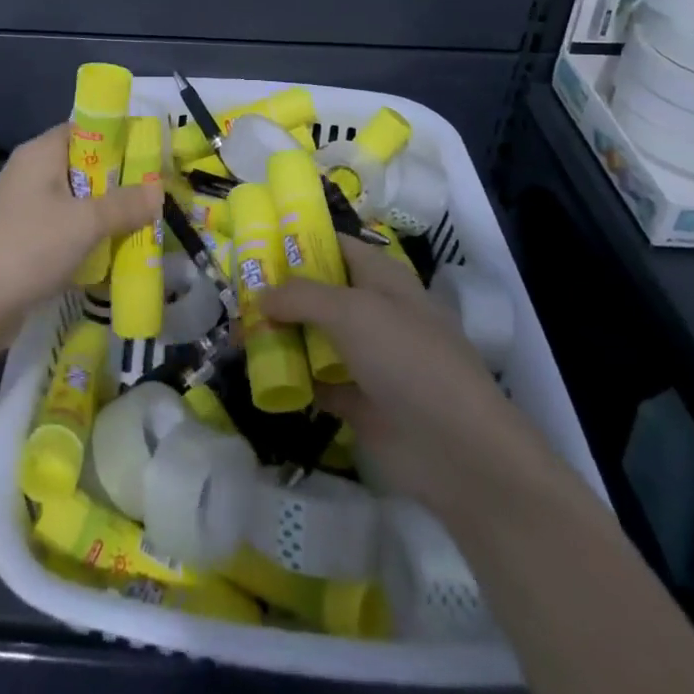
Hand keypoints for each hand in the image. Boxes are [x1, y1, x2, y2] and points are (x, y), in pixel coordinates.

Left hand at [0, 124, 161, 352]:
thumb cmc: (28, 248)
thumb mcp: (85, 223)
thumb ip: (125, 204)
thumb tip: (159, 190)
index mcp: (41, 153)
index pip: (86, 129)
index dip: (120, 137)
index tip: (153, 154)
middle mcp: (32, 174)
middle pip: (86, 167)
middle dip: (121, 182)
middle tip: (158, 195)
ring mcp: (26, 209)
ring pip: (78, 203)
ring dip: (108, 215)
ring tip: (148, 225)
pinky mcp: (26, 241)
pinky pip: (66, 230)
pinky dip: (90, 239)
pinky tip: (117, 255)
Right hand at [263, 240, 539, 510]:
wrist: (457, 451)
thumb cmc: (408, 359)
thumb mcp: (352, 311)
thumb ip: (300, 297)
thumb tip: (260, 295)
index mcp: (382, 279)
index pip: (335, 246)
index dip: (298, 242)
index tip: (255, 243)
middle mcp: (374, 312)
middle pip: (319, 293)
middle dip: (280, 292)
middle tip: (236, 294)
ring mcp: (368, 359)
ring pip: (314, 337)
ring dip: (280, 335)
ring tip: (236, 333)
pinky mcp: (359, 401)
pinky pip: (316, 381)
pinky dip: (291, 378)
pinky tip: (257, 374)